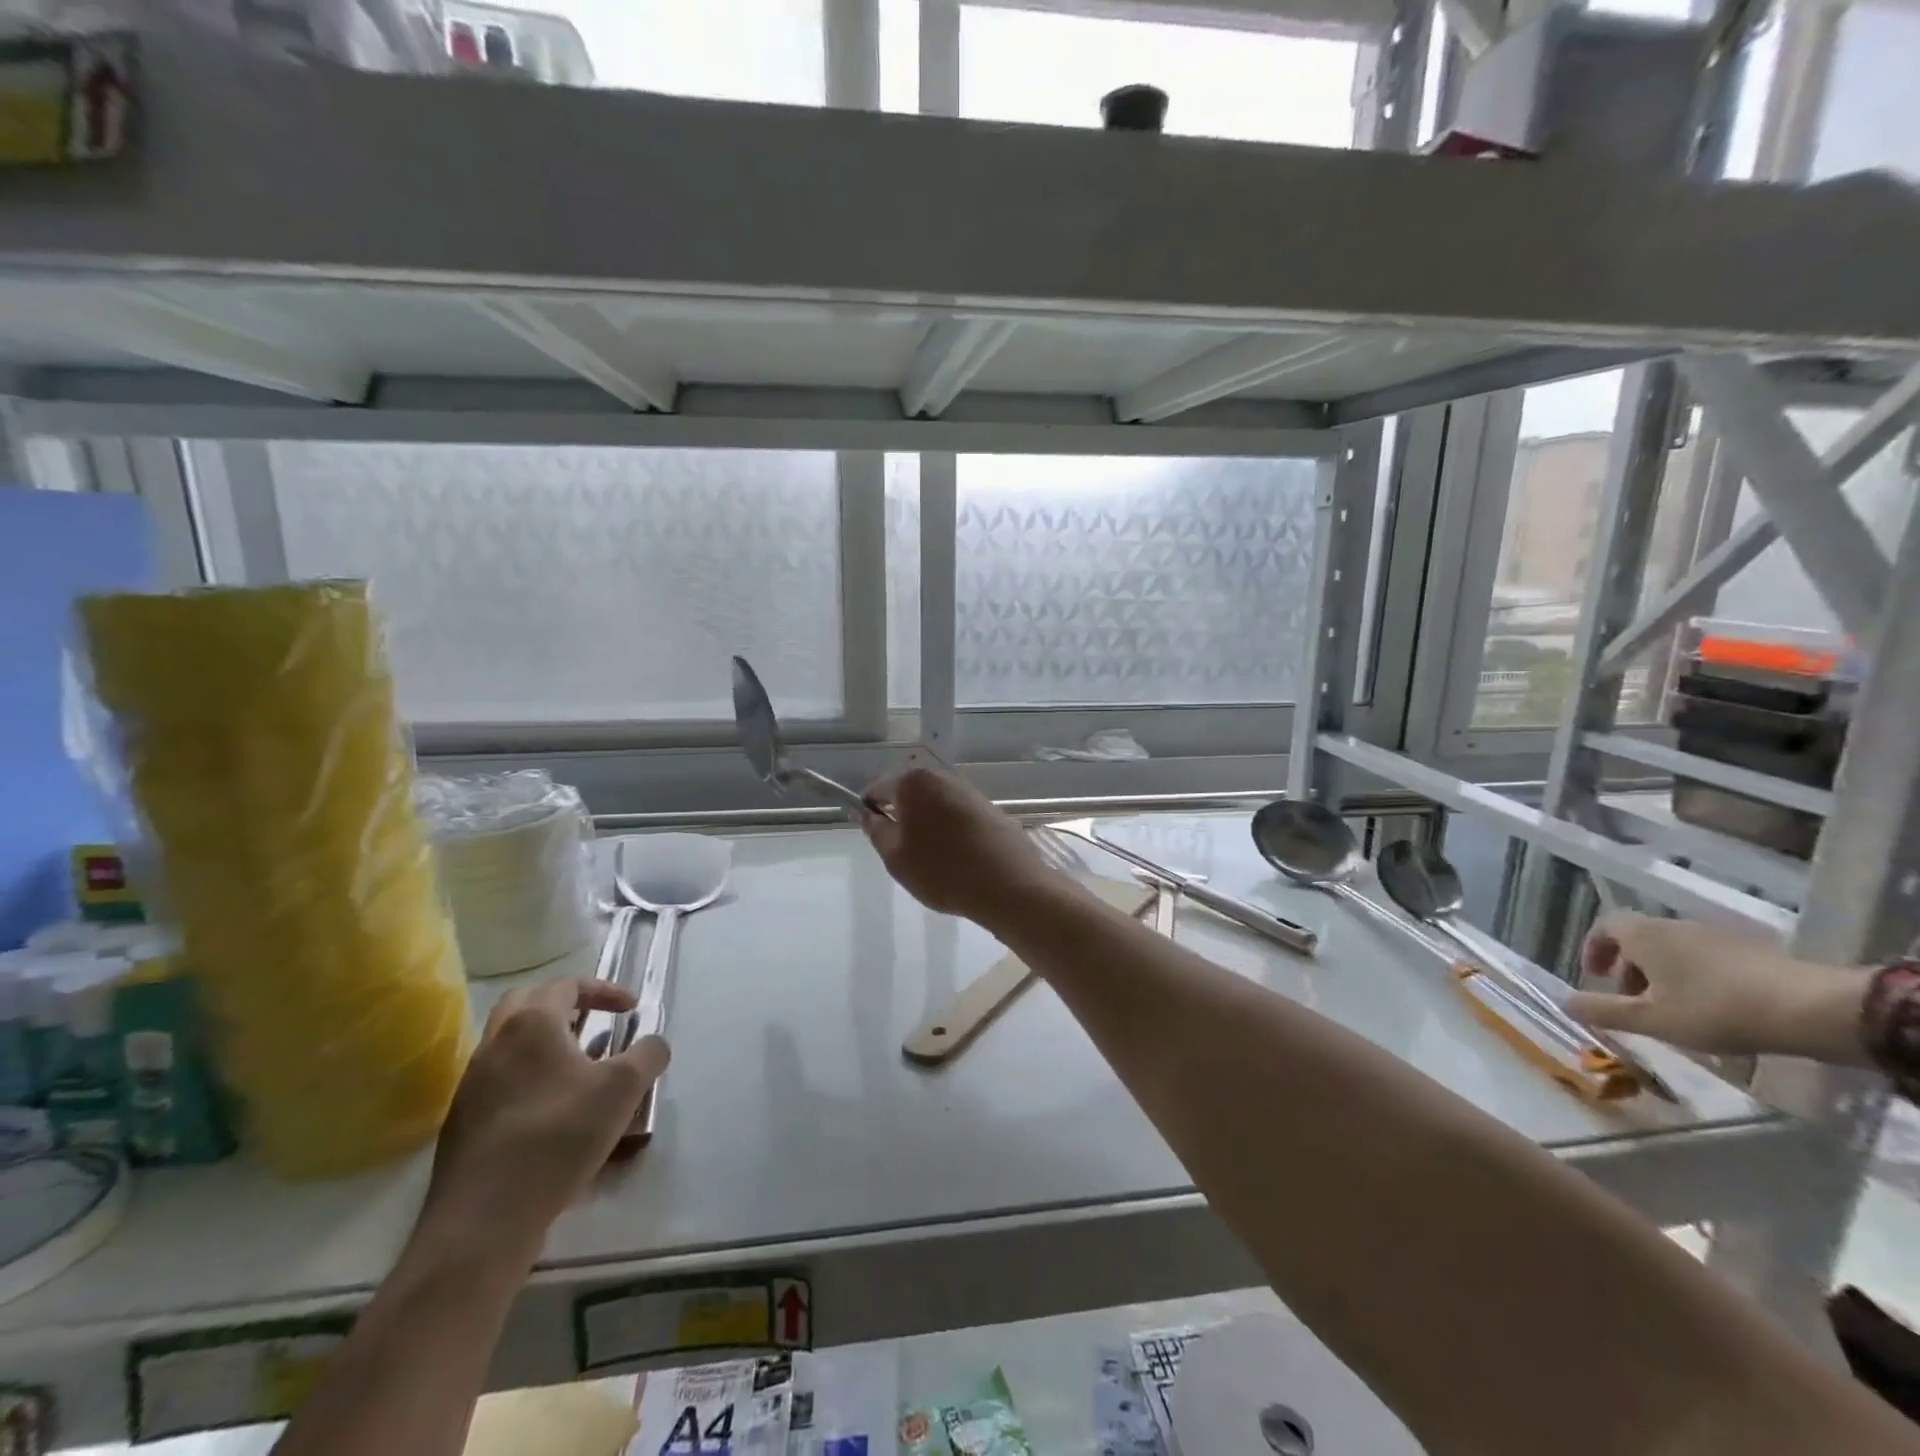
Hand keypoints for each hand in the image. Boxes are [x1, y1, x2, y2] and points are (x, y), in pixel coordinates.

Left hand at [418, 978, 669, 1265]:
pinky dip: (528, 1077)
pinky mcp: (461, 1123)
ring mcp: (471, 1084)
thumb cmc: (558, 1138)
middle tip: (594, 1024)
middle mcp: (494, 1044)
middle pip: (526, 1002)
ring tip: (578, 1068)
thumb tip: (654, 1045)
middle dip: (565, 1006)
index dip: (605, 990)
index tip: (632, 1009)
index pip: (567, 985)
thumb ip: (648, 1055)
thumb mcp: (623, 1089)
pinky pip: (499, 1080)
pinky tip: (552, 1111)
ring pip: (509, 1043)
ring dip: (544, 1043)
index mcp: (531, 1024)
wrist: (482, 1221)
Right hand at [860, 766, 1063, 923]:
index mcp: (914, 782)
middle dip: (901, 817)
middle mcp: (943, 777)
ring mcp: (970, 792)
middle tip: (901, 852)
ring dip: (927, 825)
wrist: (1009, 885)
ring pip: (935, 805)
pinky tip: (956, 859)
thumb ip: (876, 830)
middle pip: (909, 793)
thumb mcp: (896, 857)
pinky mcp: (990, 809)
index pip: (878, 788)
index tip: (872, 836)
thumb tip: (865, 812)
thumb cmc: (942, 870)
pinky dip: (950, 831)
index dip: (869, 810)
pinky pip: (958, 816)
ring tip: (930, 859)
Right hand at [1567, 912, 1869, 1062]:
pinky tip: (1715, 1008)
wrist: (1812, 1009)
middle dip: (1630, 967)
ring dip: (1663, 974)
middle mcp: (1673, 926)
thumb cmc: (1715, 1009)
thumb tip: (1564, 1002)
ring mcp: (1716, 936)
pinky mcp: (1752, 951)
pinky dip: (1697, 977)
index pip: (1604, 926)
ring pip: (1674, 950)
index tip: (1594, 975)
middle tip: (1634, 1000)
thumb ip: (1604, 1010)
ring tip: (1675, 1009)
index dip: (1594, 948)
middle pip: (1639, 939)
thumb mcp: (1652, 1019)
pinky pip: (1707, 959)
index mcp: (1643, 935)